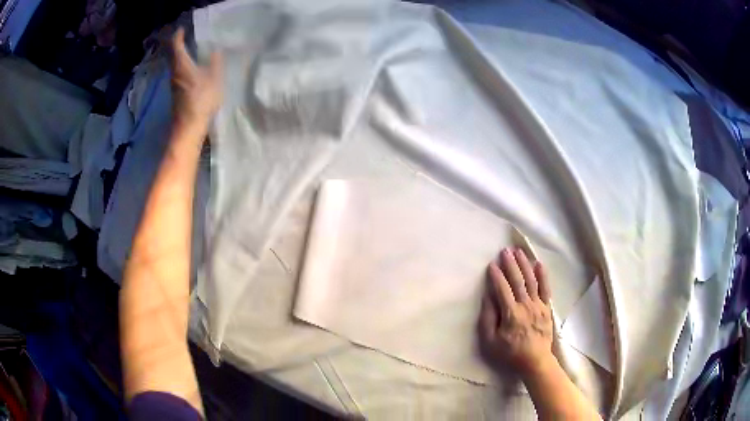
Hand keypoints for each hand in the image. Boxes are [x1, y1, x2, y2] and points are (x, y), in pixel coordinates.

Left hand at [170, 27, 223, 127]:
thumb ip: (215, 62)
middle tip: (188, 36)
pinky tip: (193, 67)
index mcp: (182, 65)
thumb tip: (216, 49)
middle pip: (173, 54)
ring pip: (175, 64)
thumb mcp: (214, 78)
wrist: (189, 127)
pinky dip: (184, 65)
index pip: (176, 45)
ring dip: (181, 55)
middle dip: (178, 44)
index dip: (178, 35)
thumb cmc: (201, 100)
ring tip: (192, 49)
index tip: (183, 28)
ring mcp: (174, 84)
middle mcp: (175, 72)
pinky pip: (179, 73)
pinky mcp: (177, 92)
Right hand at [478, 248, 554, 378]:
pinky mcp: (546, 308)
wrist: (535, 360)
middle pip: (517, 280)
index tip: (491, 264)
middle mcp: (526, 305)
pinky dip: (543, 275)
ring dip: (524, 264)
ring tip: (519, 251)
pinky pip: (545, 288)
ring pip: (531, 280)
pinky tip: (538, 264)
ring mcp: (538, 305)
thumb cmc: (510, 352)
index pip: (502, 289)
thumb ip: (488, 319)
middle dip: (510, 264)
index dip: (496, 275)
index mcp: (511, 313)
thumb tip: (488, 297)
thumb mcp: (491, 341)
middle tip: (504, 250)